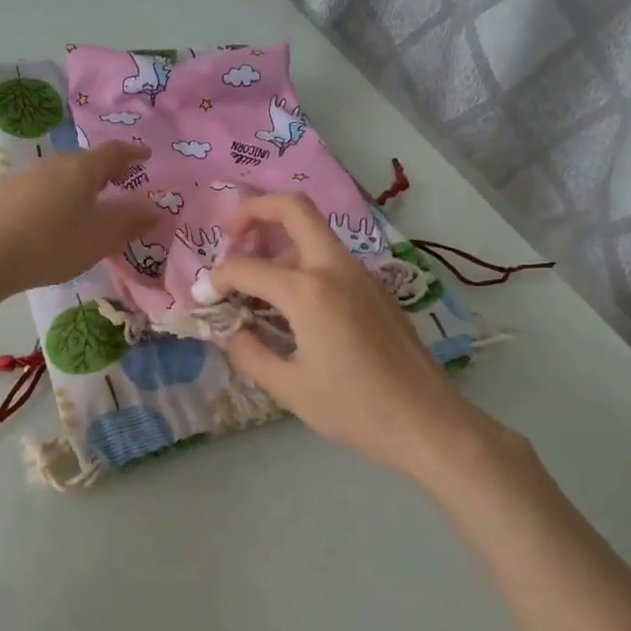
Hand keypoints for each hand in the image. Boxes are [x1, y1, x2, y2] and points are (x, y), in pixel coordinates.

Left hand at [0, 141, 154, 295]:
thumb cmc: (54, 243)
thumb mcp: (101, 237)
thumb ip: (131, 220)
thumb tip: (156, 208)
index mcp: (82, 167)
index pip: (114, 151)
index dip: (133, 153)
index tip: (145, 156)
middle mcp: (54, 163)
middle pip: (87, 160)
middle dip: (107, 170)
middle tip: (121, 183)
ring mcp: (27, 176)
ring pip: (63, 173)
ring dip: (82, 184)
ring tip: (91, 203)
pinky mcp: (8, 194)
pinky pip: (45, 187)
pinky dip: (61, 195)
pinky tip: (58, 216)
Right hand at [210, 193, 532, 489]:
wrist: (426, 421)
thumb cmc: (354, 409)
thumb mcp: (289, 387)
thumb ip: (249, 352)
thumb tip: (228, 330)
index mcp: (309, 292)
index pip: (246, 267)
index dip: (216, 279)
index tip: (204, 297)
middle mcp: (335, 268)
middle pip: (293, 208)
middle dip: (253, 211)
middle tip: (228, 236)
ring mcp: (360, 273)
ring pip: (313, 232)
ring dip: (278, 240)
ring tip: (254, 282)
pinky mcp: (374, 287)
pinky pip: (330, 257)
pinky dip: (301, 262)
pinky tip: (289, 302)